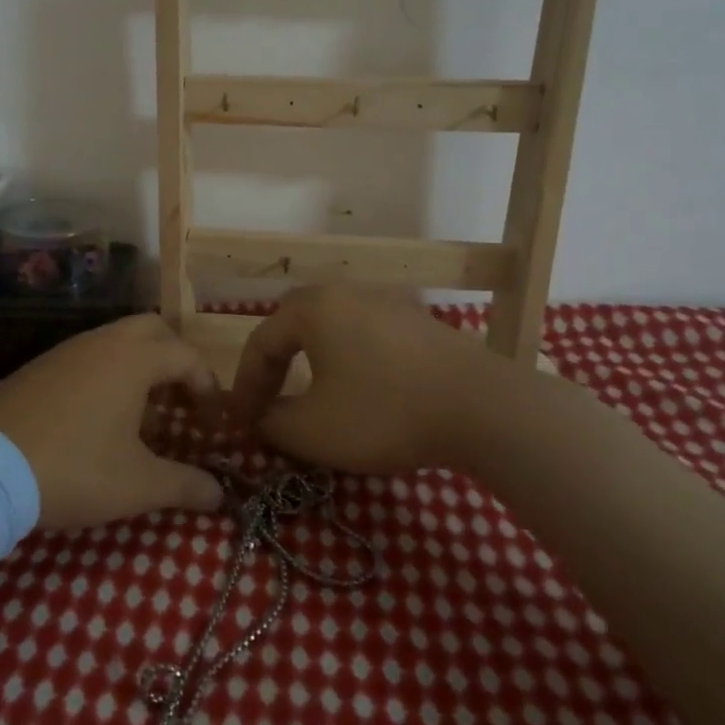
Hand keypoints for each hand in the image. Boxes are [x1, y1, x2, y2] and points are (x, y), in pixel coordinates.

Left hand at [0, 315, 224, 528]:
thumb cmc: (75, 469)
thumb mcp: (138, 485)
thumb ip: (185, 485)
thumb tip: (220, 494)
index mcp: (133, 359)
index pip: (186, 356)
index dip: (207, 385)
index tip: (212, 419)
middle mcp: (101, 343)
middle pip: (152, 329)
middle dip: (174, 357)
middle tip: (179, 397)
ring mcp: (64, 351)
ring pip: (114, 339)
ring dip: (137, 365)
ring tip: (141, 411)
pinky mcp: (37, 367)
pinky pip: (84, 356)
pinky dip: (104, 373)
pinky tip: (96, 415)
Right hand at [231, 285, 534, 474]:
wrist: (484, 408)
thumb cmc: (383, 412)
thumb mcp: (311, 430)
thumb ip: (272, 423)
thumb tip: (264, 418)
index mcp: (313, 308)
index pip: (261, 342)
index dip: (244, 386)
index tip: (241, 423)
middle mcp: (347, 293)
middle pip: (293, 326)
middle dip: (275, 366)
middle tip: (268, 402)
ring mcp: (388, 304)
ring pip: (332, 331)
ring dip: (312, 364)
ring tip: (311, 400)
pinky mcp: (420, 324)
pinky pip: (367, 339)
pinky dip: (350, 365)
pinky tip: (361, 395)